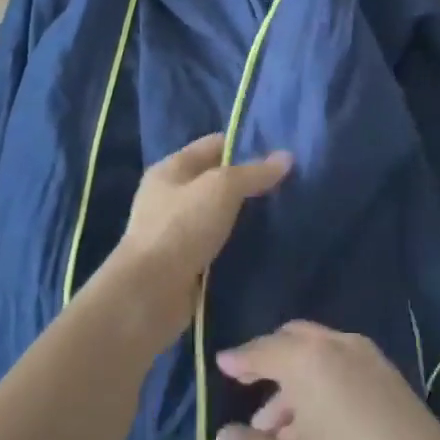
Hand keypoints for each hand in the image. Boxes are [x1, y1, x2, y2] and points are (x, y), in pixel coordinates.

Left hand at [107, 134, 290, 344]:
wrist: (149, 294)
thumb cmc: (181, 228)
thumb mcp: (222, 188)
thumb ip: (254, 172)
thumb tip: (287, 157)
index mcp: (171, 169)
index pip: (214, 145)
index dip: (245, 145)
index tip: (281, 153)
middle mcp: (170, 196)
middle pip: (217, 181)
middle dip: (249, 183)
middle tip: (289, 185)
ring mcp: (175, 232)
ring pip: (219, 215)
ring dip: (245, 217)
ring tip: (283, 215)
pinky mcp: (184, 264)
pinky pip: (217, 245)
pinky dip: (237, 245)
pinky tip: (265, 246)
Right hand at [212, 322, 439, 439]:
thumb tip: (223, 434)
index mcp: (309, 359)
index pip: (263, 349)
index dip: (239, 359)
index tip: (222, 363)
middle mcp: (340, 345)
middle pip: (295, 341)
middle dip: (270, 364)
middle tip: (250, 390)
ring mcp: (372, 360)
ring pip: (322, 357)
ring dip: (296, 384)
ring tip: (280, 431)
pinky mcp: (394, 381)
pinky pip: (345, 370)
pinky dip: (324, 387)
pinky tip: (320, 430)